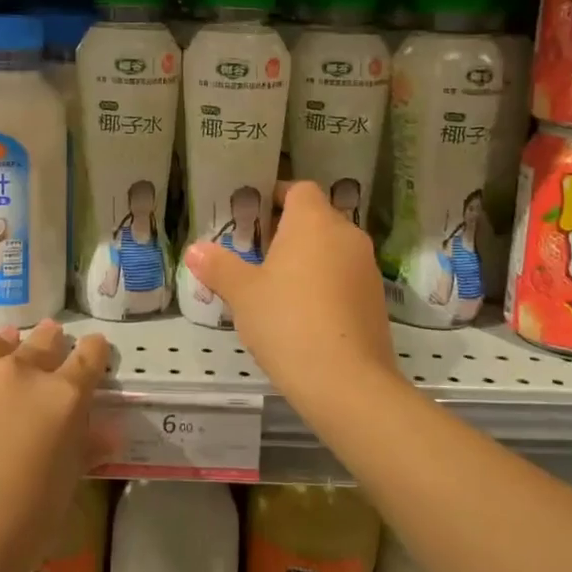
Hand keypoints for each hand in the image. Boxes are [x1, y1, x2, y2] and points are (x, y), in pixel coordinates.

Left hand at [0, 320, 108, 571]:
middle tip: (49, 339)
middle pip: (39, 343)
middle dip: (48, 341)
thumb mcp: (62, 492)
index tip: (92, 347)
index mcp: (60, 398)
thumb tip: (106, 434)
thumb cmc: (15, 532)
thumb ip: (82, 451)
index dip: (92, 352)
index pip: (87, 359)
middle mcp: (15, 372)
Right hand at [183, 181, 399, 401]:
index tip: (253, 216)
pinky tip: (302, 314)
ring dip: (308, 259)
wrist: (346, 382)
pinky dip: (325, 284)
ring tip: (276, 286)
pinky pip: (345, 277)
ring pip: (332, 249)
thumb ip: (219, 266)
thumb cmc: (287, 322)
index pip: (299, 189)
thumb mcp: (243, 294)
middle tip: (256, 254)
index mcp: (314, 222)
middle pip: (316, 218)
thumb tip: (195, 250)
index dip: (276, 196)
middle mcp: (346, 235)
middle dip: (288, 231)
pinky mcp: (376, 300)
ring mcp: (367, 268)